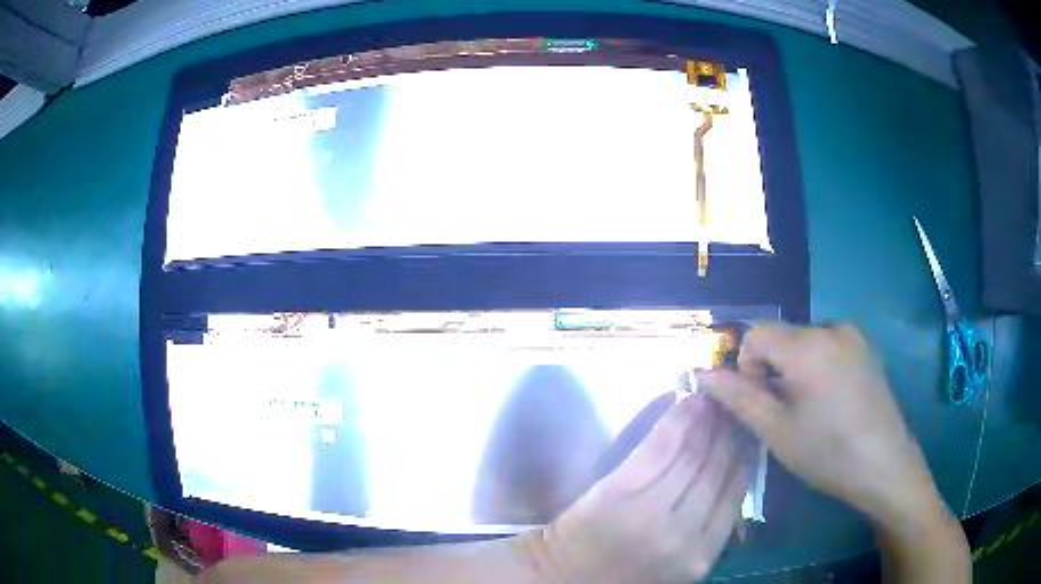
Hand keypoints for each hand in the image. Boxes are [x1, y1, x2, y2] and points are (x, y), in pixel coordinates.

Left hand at [525, 393, 749, 583]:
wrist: (560, 580)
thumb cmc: (622, 575)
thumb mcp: (678, 567)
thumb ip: (706, 531)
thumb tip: (731, 479)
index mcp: (701, 556)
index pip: (734, 494)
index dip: (743, 456)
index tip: (748, 432)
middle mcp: (683, 532)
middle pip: (716, 470)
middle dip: (729, 433)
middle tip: (735, 405)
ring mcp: (650, 510)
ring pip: (691, 455)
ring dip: (707, 420)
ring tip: (716, 397)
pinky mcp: (618, 491)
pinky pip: (659, 448)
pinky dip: (677, 420)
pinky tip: (689, 401)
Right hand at [695, 323, 943, 527]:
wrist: (884, 464)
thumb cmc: (827, 452)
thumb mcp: (776, 431)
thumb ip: (738, 398)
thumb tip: (703, 373)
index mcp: (808, 345)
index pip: (756, 334)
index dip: (747, 366)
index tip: (762, 402)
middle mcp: (831, 327)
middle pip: (782, 336)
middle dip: (773, 369)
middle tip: (785, 411)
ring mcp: (853, 335)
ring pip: (804, 341)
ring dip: (795, 367)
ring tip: (810, 407)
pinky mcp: (866, 347)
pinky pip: (828, 345)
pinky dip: (818, 365)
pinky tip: (831, 399)